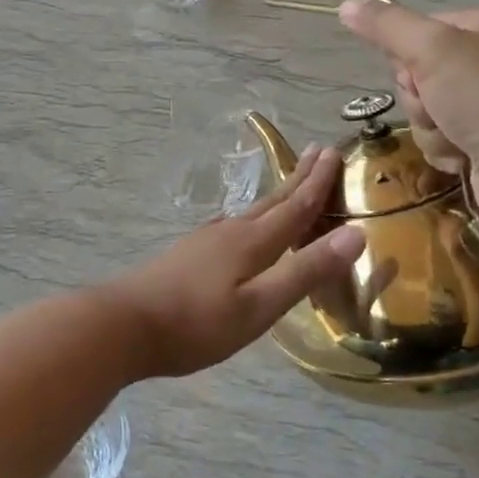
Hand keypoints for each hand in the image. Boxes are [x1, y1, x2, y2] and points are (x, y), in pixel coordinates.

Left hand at [104, 146, 365, 378]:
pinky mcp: (185, 257)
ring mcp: (203, 243)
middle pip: (271, 201)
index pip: (295, 207)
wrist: (122, 326)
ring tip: (287, 186)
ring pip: (249, 213)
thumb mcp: (259, 306)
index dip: (317, 183)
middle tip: (317, 151)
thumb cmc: (196, 324)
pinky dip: (248, 219)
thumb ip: (304, 271)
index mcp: (251, 243)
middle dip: (297, 179)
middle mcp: (229, 233)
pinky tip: (236, 226)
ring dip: (274, 197)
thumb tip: (356, 233)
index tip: (334, 152)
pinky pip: (229, 227)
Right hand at [337, 0, 478, 223]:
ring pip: (427, 108)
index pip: (421, 29)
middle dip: (419, 98)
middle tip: (439, 107)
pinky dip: (445, 147)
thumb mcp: (431, 51)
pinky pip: (443, 135)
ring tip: (455, 136)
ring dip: (429, 127)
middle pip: (420, 72)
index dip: (408, 57)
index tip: (419, 74)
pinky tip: (464, 155)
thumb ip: (386, 26)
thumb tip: (346, 4)